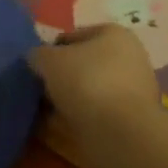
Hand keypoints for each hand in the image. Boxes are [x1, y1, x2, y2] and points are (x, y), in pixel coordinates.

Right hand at [27, 24, 161, 136]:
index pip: (73, 36)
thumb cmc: (86, 81)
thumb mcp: (48, 59)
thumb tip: (37, 60)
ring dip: (66, 100)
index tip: (35, 67)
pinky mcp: (130, 120)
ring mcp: (132, 91)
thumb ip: (38, 55)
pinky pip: (95, 114)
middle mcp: (129, 58)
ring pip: (88, 91)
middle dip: (60, 77)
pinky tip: (57, 128)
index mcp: (114, 34)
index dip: (51, 49)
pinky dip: (76, 119)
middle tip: (37, 89)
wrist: (120, 133)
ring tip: (42, 112)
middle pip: (83, 65)